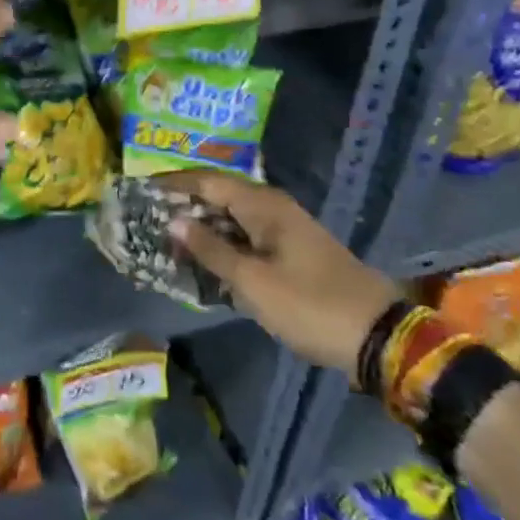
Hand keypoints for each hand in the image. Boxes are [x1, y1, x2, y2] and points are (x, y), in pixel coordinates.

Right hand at [161, 171, 400, 377]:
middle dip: (183, 202)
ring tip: (168, 235)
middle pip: (218, 194)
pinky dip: (222, 240)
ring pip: (232, 215)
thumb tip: (174, 220)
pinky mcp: (292, 250)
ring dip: (202, 223)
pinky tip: (205, 257)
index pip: (206, 181)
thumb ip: (210, 249)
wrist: (379, 337)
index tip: (140, 190)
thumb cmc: (309, 305)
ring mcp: (285, 228)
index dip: (172, 183)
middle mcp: (273, 207)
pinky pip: (246, 234)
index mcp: (262, 205)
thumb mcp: (252, 282)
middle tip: (148, 215)